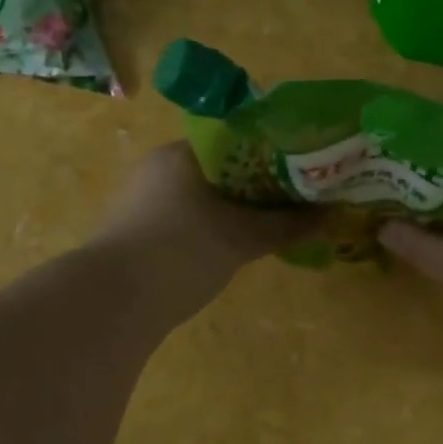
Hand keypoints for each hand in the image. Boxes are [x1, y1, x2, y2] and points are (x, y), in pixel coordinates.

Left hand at [92, 143, 318, 300]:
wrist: (110, 304)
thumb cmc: (181, 252)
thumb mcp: (242, 238)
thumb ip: (287, 224)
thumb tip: (331, 215)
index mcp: (182, 153)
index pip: (236, 139)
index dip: (273, 154)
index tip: (301, 172)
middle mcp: (159, 167)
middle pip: (221, 168)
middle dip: (257, 187)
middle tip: (292, 203)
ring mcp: (142, 200)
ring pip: (202, 196)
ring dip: (234, 210)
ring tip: (270, 227)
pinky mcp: (135, 231)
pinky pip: (185, 218)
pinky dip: (211, 228)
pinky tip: (231, 249)